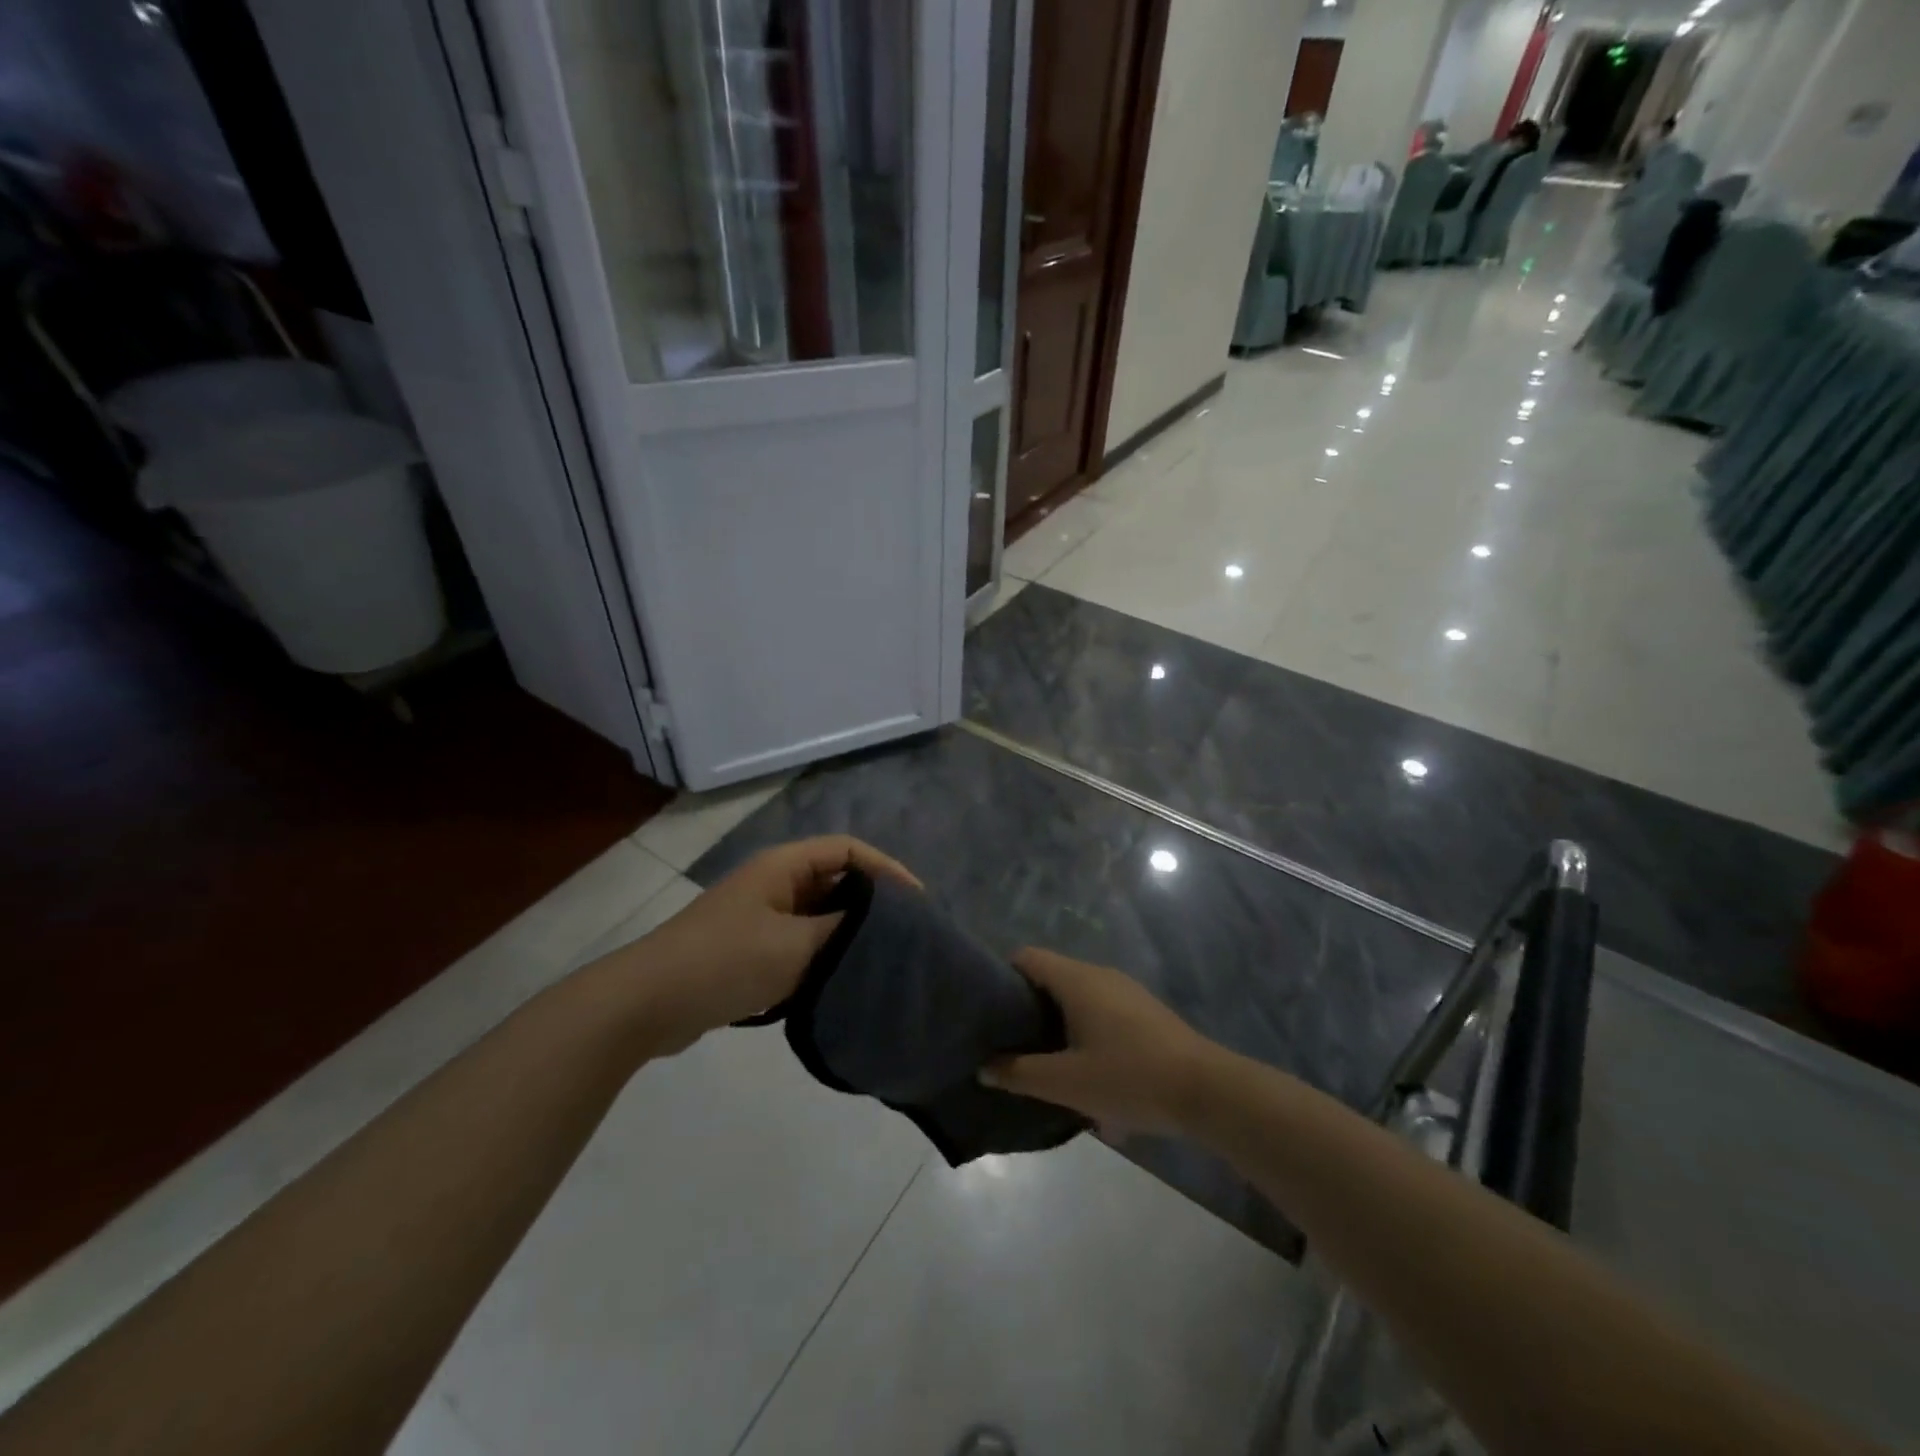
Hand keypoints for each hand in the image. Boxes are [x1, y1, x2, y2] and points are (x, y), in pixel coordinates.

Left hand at [618, 836, 918, 1054]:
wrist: (648, 1002)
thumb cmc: (725, 960)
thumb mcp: (795, 945)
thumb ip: (842, 931)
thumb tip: (878, 927)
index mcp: (784, 867)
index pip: (848, 850)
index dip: (886, 868)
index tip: (917, 902)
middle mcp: (774, 883)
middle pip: (835, 880)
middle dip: (871, 903)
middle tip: (907, 935)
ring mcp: (761, 916)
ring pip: (818, 915)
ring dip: (847, 933)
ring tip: (882, 959)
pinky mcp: (751, 948)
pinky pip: (800, 941)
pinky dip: (823, 955)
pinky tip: (842, 980)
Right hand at [982, 948, 1215, 1135]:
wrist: (1207, 1090)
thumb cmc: (1130, 1078)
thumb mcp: (1067, 1083)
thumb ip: (1020, 1074)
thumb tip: (984, 1067)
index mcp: (1077, 980)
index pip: (1026, 957)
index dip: (1001, 976)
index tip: (986, 1010)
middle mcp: (1099, 975)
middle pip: (1050, 977)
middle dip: (1027, 1007)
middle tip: (1008, 1041)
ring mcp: (1125, 992)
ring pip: (1076, 997)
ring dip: (1057, 1025)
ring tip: (1043, 1062)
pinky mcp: (1144, 1013)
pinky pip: (1100, 1012)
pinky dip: (1084, 1033)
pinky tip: (1087, 1074)